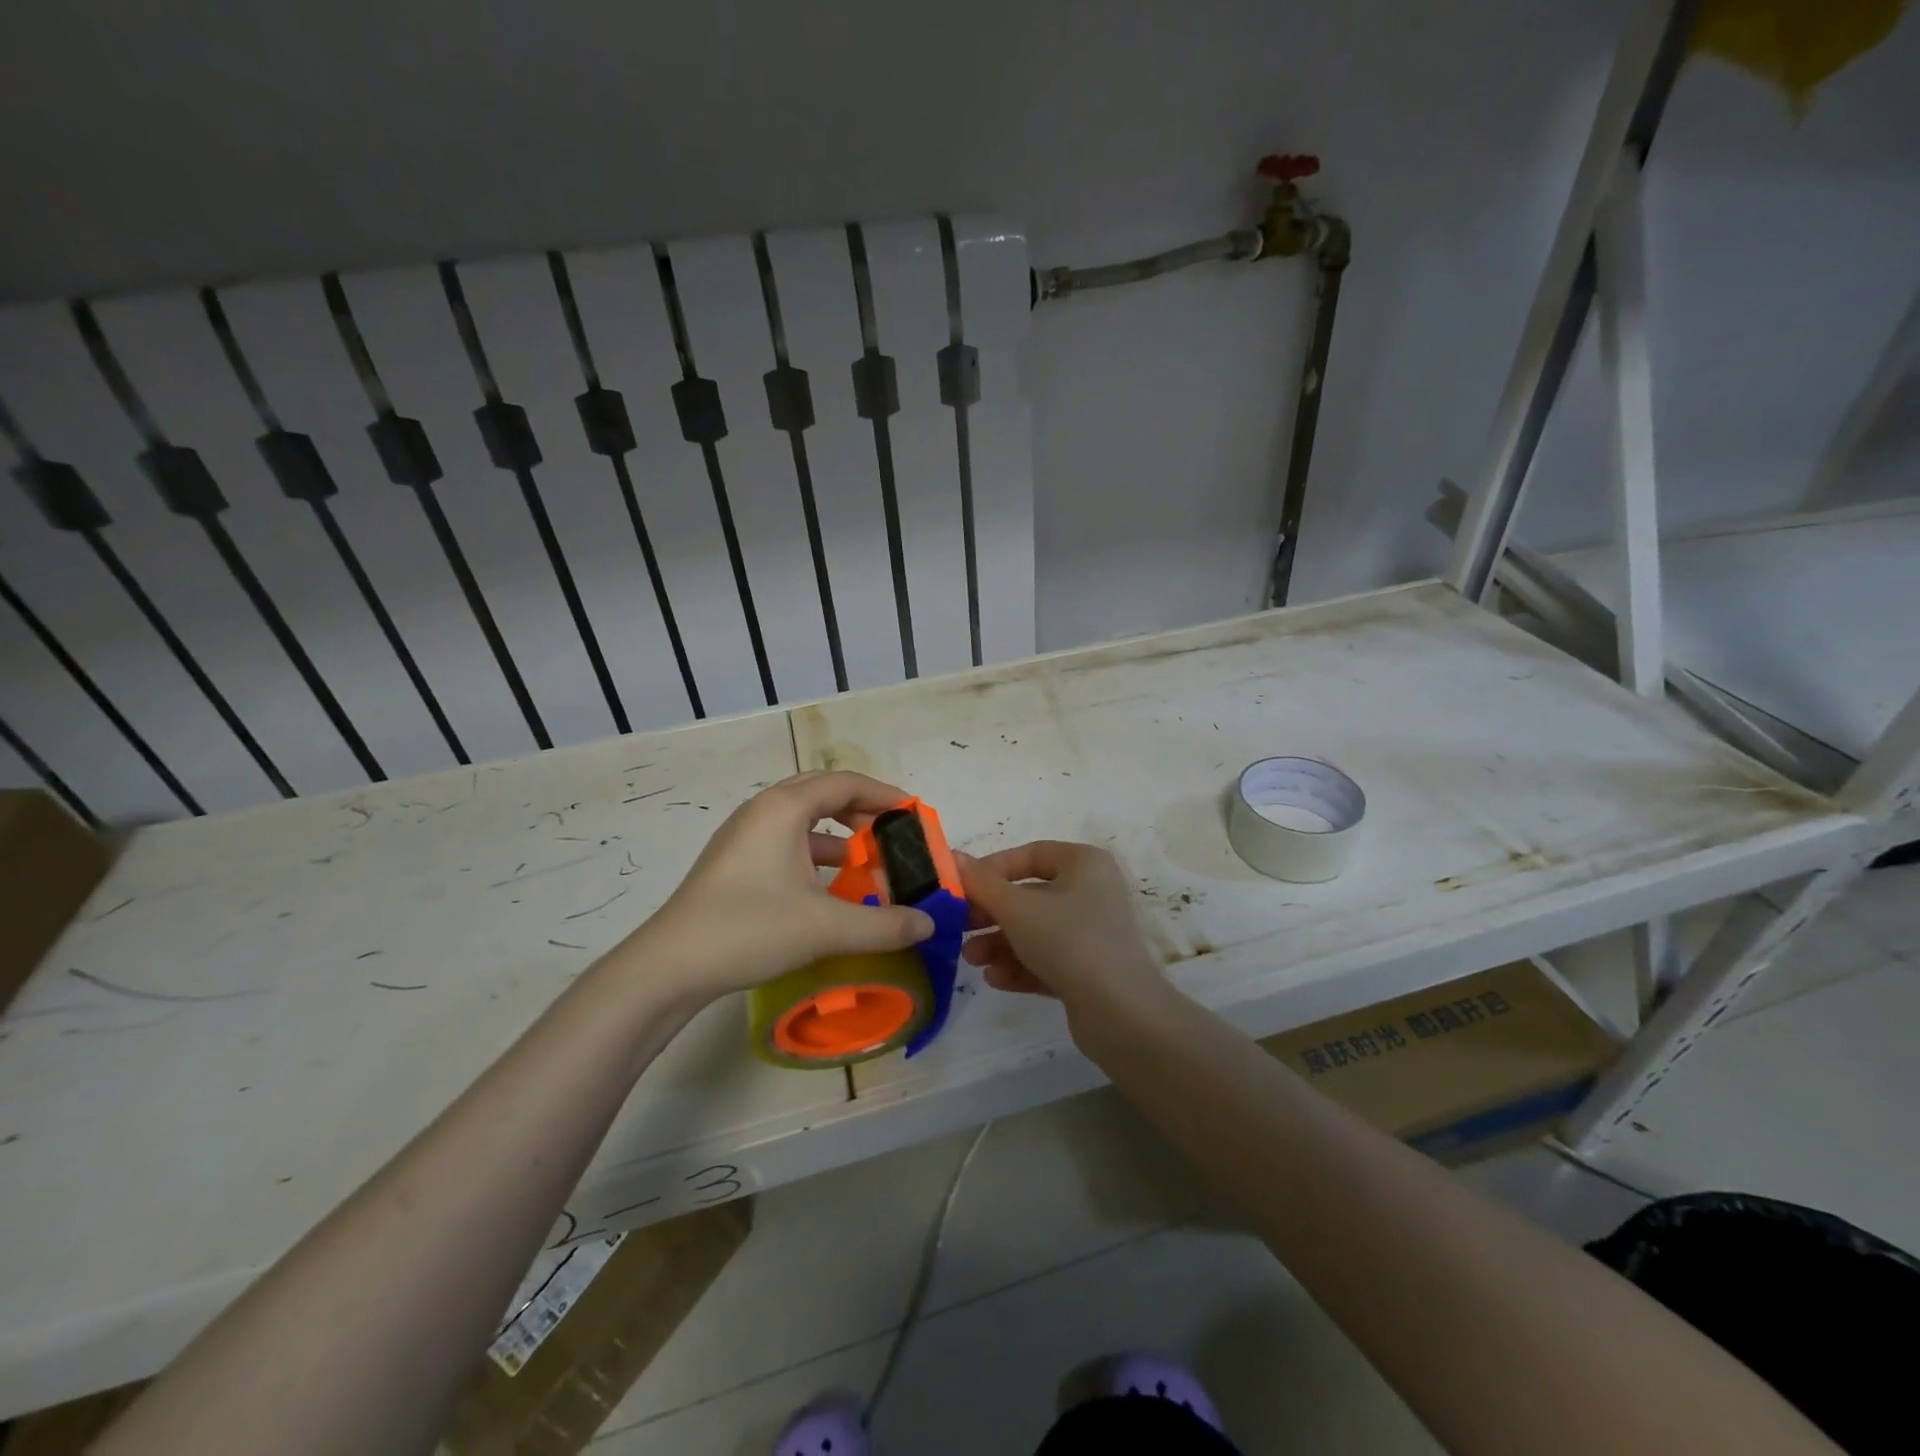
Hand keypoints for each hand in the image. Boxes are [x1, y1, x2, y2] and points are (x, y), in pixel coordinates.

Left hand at [628, 771, 934, 1002]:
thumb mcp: (825, 928)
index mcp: (784, 809)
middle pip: (822, 792)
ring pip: (801, 818)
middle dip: (861, 808)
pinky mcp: (734, 862)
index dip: (883, 794)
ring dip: (837, 831)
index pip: (844, 783)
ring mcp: (743, 836)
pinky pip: (785, 840)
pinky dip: (814, 851)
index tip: (914, 814)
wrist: (669, 967)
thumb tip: (927, 923)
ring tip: (867, 858)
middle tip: (893, 832)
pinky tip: (829, 885)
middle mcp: (762, 811)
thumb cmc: (749, 929)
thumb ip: (884, 925)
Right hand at [959, 841, 1165, 1020]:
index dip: (992, 869)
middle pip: (1030, 895)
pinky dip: (1021, 965)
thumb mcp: (1017, 908)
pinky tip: (995, 979)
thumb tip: (952, 856)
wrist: (1121, 1012)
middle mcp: (1092, 892)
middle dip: (991, 914)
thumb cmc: (1068, 941)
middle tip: (958, 927)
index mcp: (1084, 864)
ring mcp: (1093, 932)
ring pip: (1036, 931)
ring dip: (1000, 943)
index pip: (1030, 855)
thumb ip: (981, 883)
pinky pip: (1048, 959)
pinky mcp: (1091, 970)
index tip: (960, 888)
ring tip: (971, 960)